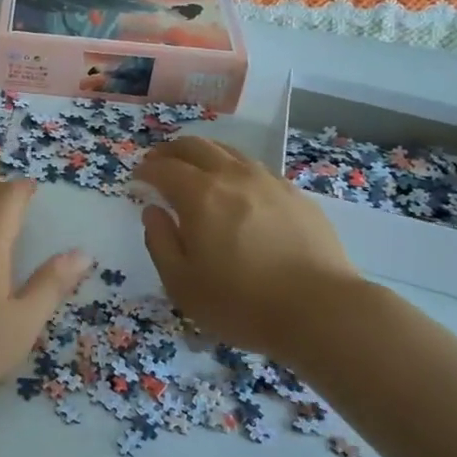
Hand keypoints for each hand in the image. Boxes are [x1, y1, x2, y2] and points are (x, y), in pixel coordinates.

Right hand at [137, 136, 366, 358]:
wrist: (321, 310)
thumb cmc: (241, 303)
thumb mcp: (182, 283)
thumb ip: (160, 242)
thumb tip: (153, 211)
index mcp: (200, 195)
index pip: (164, 168)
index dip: (145, 169)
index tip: (136, 178)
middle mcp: (233, 177)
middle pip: (195, 146)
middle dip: (170, 151)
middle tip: (158, 163)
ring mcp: (268, 182)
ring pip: (228, 151)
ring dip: (203, 154)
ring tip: (195, 170)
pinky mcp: (295, 195)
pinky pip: (255, 168)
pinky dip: (234, 169)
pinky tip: (236, 189)